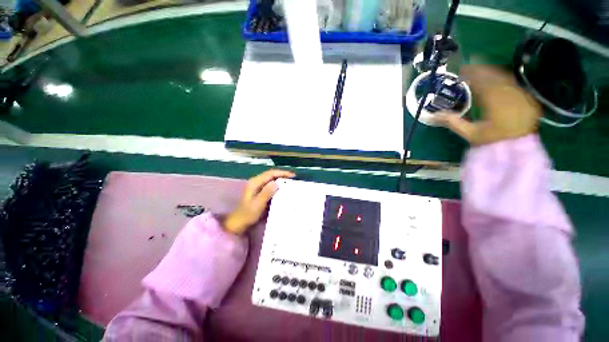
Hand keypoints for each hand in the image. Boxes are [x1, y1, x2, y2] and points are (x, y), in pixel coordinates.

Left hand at [223, 169, 294, 234]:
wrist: (238, 223)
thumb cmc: (247, 215)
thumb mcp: (258, 204)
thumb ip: (266, 193)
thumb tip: (277, 183)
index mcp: (255, 183)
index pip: (270, 174)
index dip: (282, 173)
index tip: (292, 176)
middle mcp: (256, 182)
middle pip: (271, 175)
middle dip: (282, 175)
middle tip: (294, 179)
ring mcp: (257, 187)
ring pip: (271, 179)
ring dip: (281, 180)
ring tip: (291, 183)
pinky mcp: (259, 192)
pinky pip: (270, 185)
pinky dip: (277, 185)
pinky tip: (283, 189)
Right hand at [433, 65, 541, 144]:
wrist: (517, 149)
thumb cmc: (492, 142)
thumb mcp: (470, 134)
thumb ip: (454, 123)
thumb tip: (435, 115)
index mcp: (498, 106)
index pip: (484, 84)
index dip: (472, 75)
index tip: (461, 70)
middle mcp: (512, 97)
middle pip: (496, 77)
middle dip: (481, 69)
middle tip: (469, 65)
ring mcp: (523, 96)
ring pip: (506, 78)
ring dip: (492, 72)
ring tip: (479, 69)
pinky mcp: (528, 98)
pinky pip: (514, 83)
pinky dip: (503, 78)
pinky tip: (495, 77)